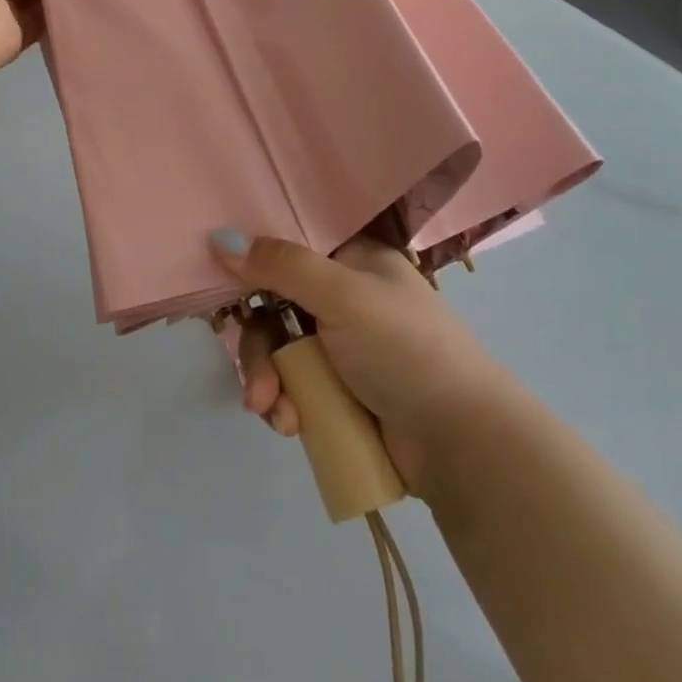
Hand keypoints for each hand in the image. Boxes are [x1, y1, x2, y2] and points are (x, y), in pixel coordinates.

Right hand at [213, 232, 498, 493]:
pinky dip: (285, 404)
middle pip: (274, 304)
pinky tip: (291, 426)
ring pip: (279, 349)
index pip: (289, 244)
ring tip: (276, 414)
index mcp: (353, 259)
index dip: (253, 261)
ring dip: (269, 381)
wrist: (461, 445)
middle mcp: (344, 295)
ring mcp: (341, 346)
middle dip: (260, 347)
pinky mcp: (340, 390)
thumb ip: (281, 266)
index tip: (220, 280)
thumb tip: (219, 237)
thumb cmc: (405, 349)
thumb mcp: (343, 296)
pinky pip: (293, 385)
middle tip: (258, 383)